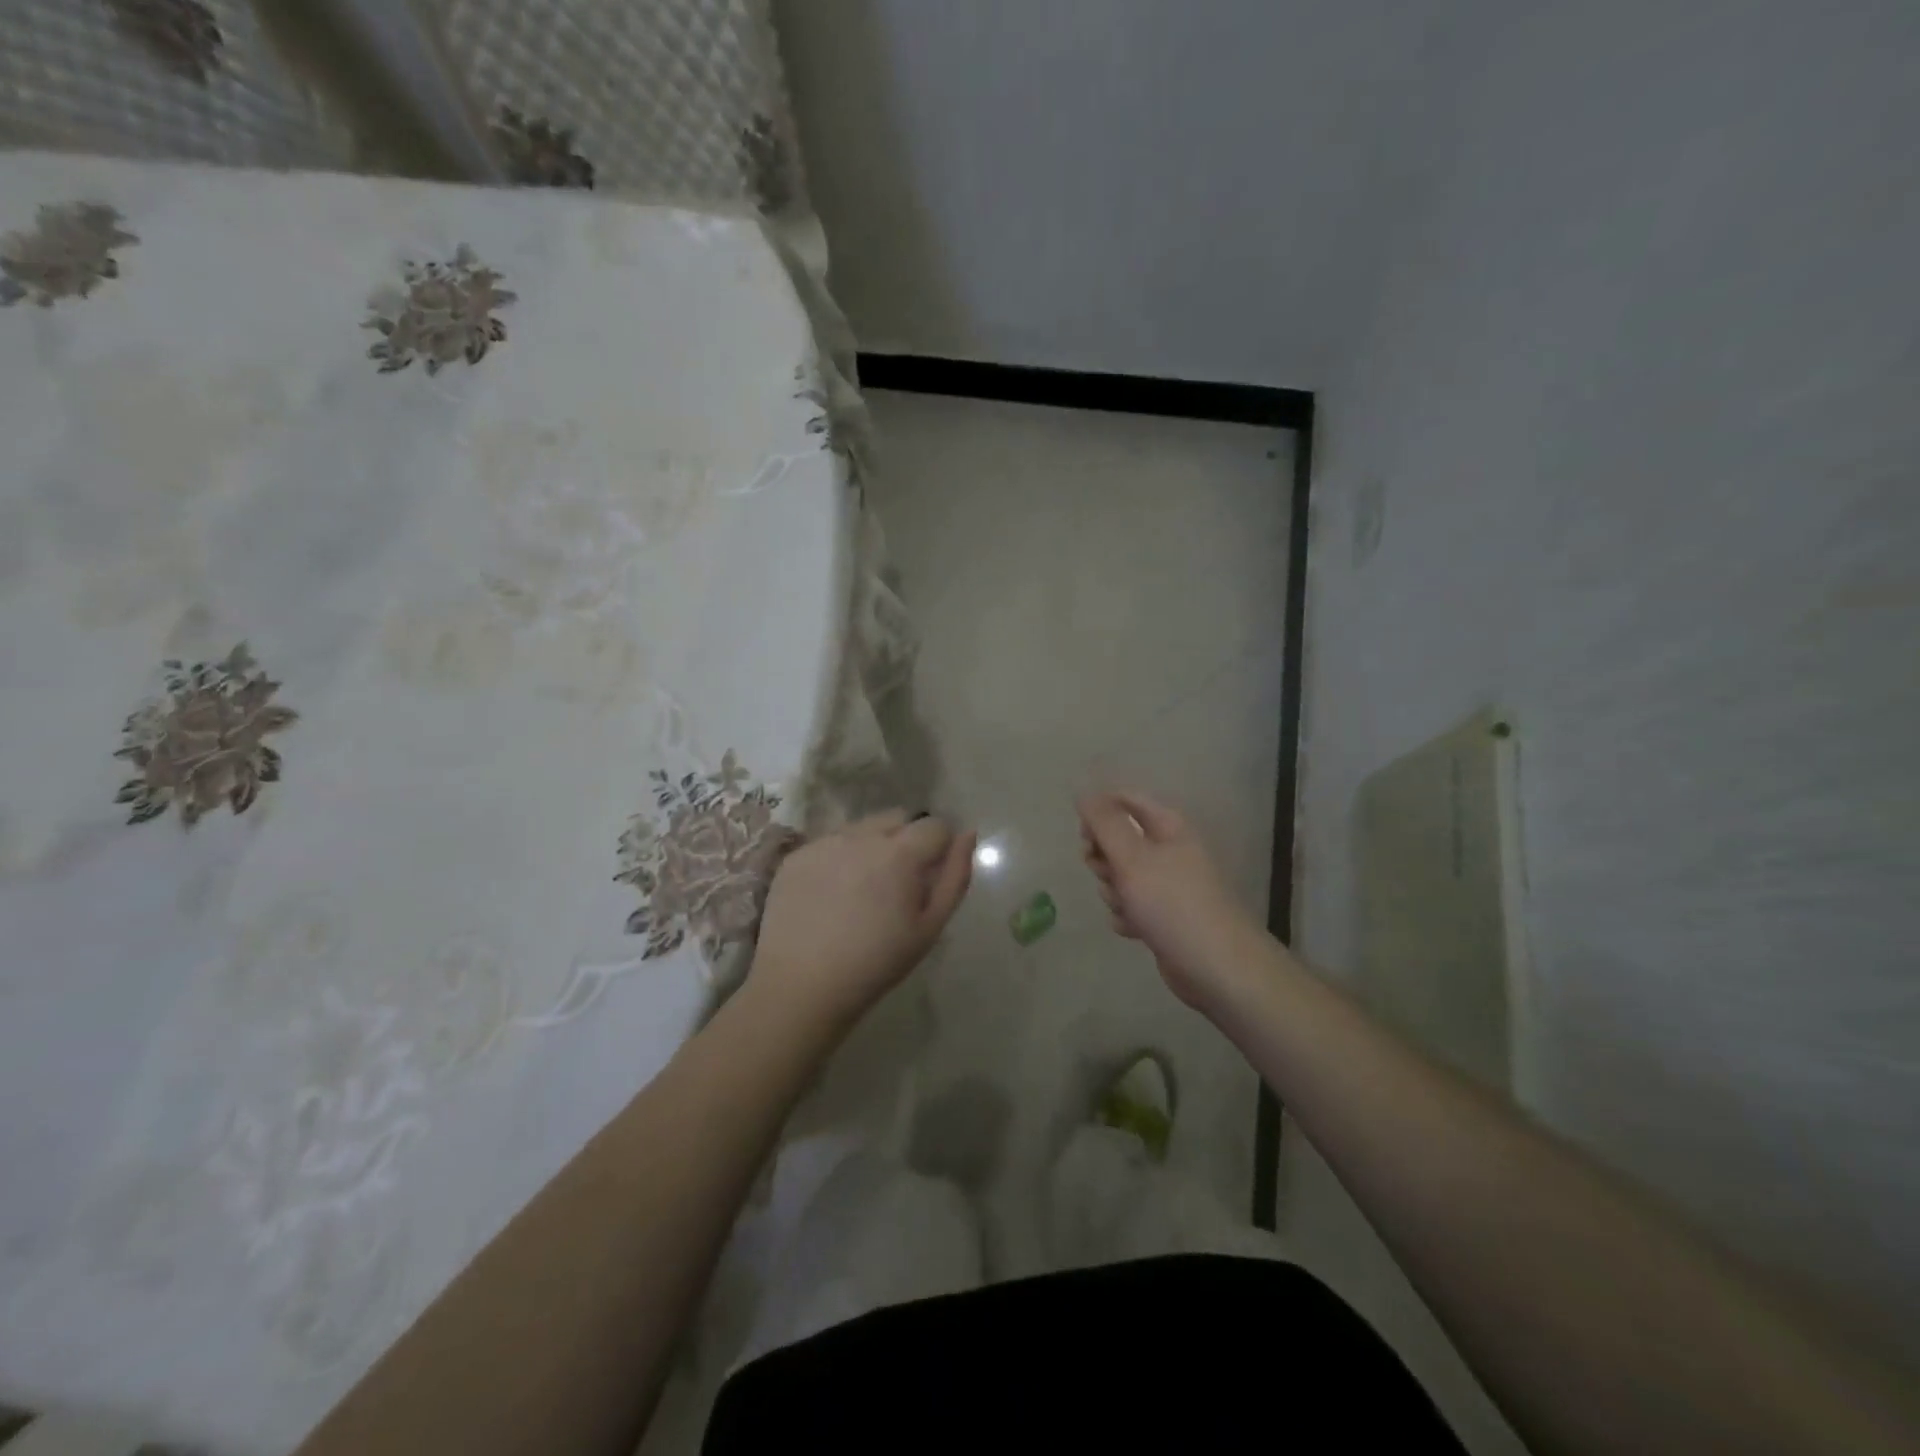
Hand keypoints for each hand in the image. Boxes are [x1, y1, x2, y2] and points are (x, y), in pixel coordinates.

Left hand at [753, 810, 975, 1026]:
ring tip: (863, 889)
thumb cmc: (876, 963)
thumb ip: (955, 876)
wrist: (801, 987)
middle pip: (898, 818)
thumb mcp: (929, 927)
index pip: (935, 826)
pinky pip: (831, 843)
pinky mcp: (797, 856)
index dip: (940, 849)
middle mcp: (861, 836)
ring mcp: (825, 842)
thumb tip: (967, 835)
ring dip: (873, 845)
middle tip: (898, 883)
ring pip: (862, 827)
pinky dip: (840, 858)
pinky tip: (832, 895)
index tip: (930, 878)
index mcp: (899, 852)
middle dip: (907, 840)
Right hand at [1079, 790, 1262, 1009]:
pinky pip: (1131, 906)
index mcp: (1169, 827)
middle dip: (1104, 859)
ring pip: (1121, 876)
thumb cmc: (1173, 904)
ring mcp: (1167, 885)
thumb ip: (1105, 823)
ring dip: (1114, 892)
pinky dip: (1127, 916)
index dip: (1100, 812)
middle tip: (1107, 874)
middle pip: (1119, 841)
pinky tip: (1134, 930)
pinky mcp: (1164, 916)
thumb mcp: (1133, 858)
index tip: (1085, 836)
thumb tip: (1084, 791)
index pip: (1126, 801)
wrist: (1218, 968)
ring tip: (1128, 908)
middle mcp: (1169, 851)